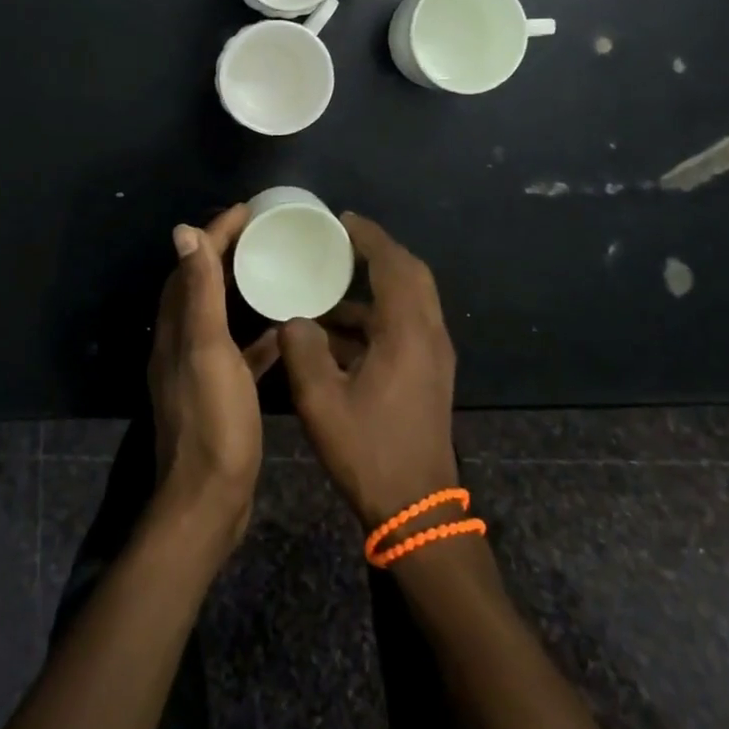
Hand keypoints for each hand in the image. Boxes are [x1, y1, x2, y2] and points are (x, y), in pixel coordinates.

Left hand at [149, 205, 278, 554]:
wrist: (209, 501)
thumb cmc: (214, 421)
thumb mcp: (208, 350)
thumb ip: (198, 292)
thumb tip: (183, 232)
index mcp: (176, 328)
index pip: (192, 265)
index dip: (216, 233)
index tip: (246, 210)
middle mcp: (181, 343)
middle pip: (201, 284)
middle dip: (225, 252)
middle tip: (261, 233)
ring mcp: (199, 370)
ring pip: (219, 314)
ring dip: (240, 288)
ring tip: (273, 269)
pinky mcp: (219, 393)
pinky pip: (238, 349)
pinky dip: (255, 333)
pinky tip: (283, 329)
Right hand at [277, 214, 459, 529]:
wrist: (417, 509)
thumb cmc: (369, 451)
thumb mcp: (321, 402)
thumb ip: (303, 351)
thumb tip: (294, 320)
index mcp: (407, 332)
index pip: (393, 265)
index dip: (369, 237)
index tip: (342, 220)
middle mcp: (428, 334)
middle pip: (411, 274)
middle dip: (378, 252)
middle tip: (341, 242)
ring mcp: (434, 355)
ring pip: (411, 299)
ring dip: (377, 285)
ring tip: (332, 285)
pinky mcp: (430, 372)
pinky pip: (407, 323)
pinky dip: (378, 313)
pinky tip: (341, 331)